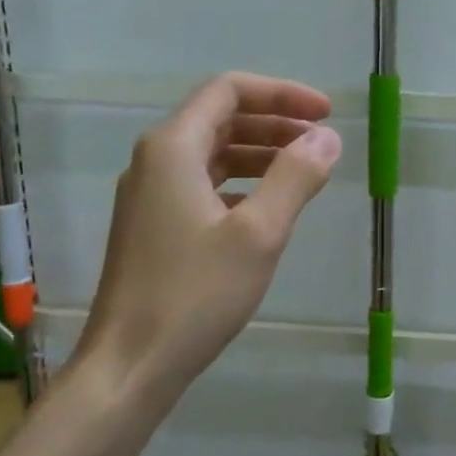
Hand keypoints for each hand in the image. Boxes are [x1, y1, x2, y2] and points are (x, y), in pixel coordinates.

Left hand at [77, 73, 340, 392]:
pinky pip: (202, 184)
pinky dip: (240, 183)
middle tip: (321, 142)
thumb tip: (327, 138)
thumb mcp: (258, 233)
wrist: (128, 364)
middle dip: (274, 122)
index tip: (325, 114)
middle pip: (220, 118)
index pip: (229, 90)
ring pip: (211, 153)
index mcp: (173, 148)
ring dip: (259, 153)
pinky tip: (266, 207)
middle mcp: (154, 161)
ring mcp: (148, 195)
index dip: (282, 94)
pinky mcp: (152, 226)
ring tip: (303, 171)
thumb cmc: (194, 294)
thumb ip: (295, 177)